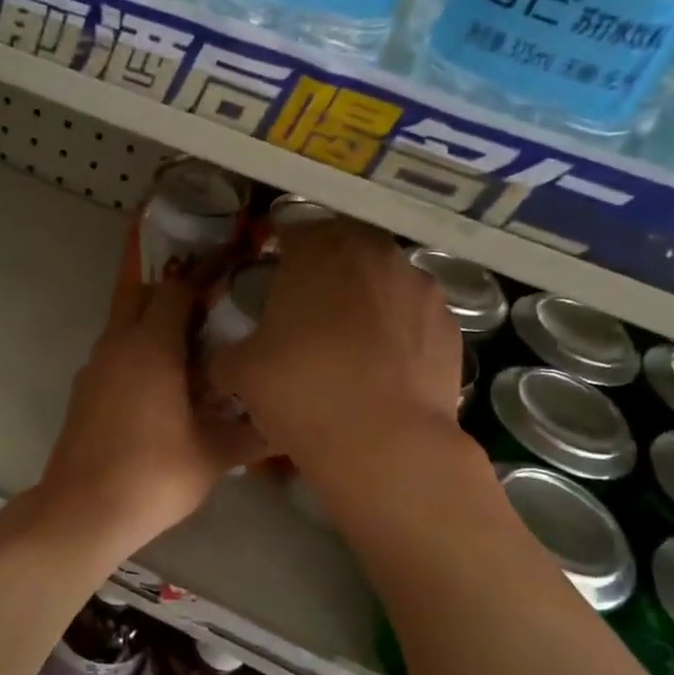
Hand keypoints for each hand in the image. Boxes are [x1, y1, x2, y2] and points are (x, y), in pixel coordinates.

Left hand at [29, 271, 267, 561]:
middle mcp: (117, 344)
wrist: (83, 510)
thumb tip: (285, 423)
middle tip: (206, 323)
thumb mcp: (214, 455)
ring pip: (123, 326)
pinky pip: (112, 355)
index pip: (175, 289)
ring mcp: (93, 366)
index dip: (203, 289)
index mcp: (150, 345)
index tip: (229, 305)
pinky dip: (134, 357)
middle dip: (171, 298)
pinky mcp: (82, 390)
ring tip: (189, 360)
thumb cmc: (153, 474)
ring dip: (151, 329)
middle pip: (140, 295)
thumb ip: (253, 433)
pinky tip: (158, 393)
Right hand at [208, 218, 464, 463]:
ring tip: (348, 343)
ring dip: (365, 298)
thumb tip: (222, 359)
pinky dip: (397, 330)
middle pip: (344, 248)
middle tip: (307, 308)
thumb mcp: (239, 371)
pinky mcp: (451, 326)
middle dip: (326, 270)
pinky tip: (382, 367)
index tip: (272, 277)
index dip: (280, 252)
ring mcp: (420, 287)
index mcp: (318, 249)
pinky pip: (413, 316)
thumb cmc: (301, 390)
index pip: (294, 230)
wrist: (386, 444)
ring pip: (383, 280)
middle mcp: (374, 253)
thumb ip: (225, 353)